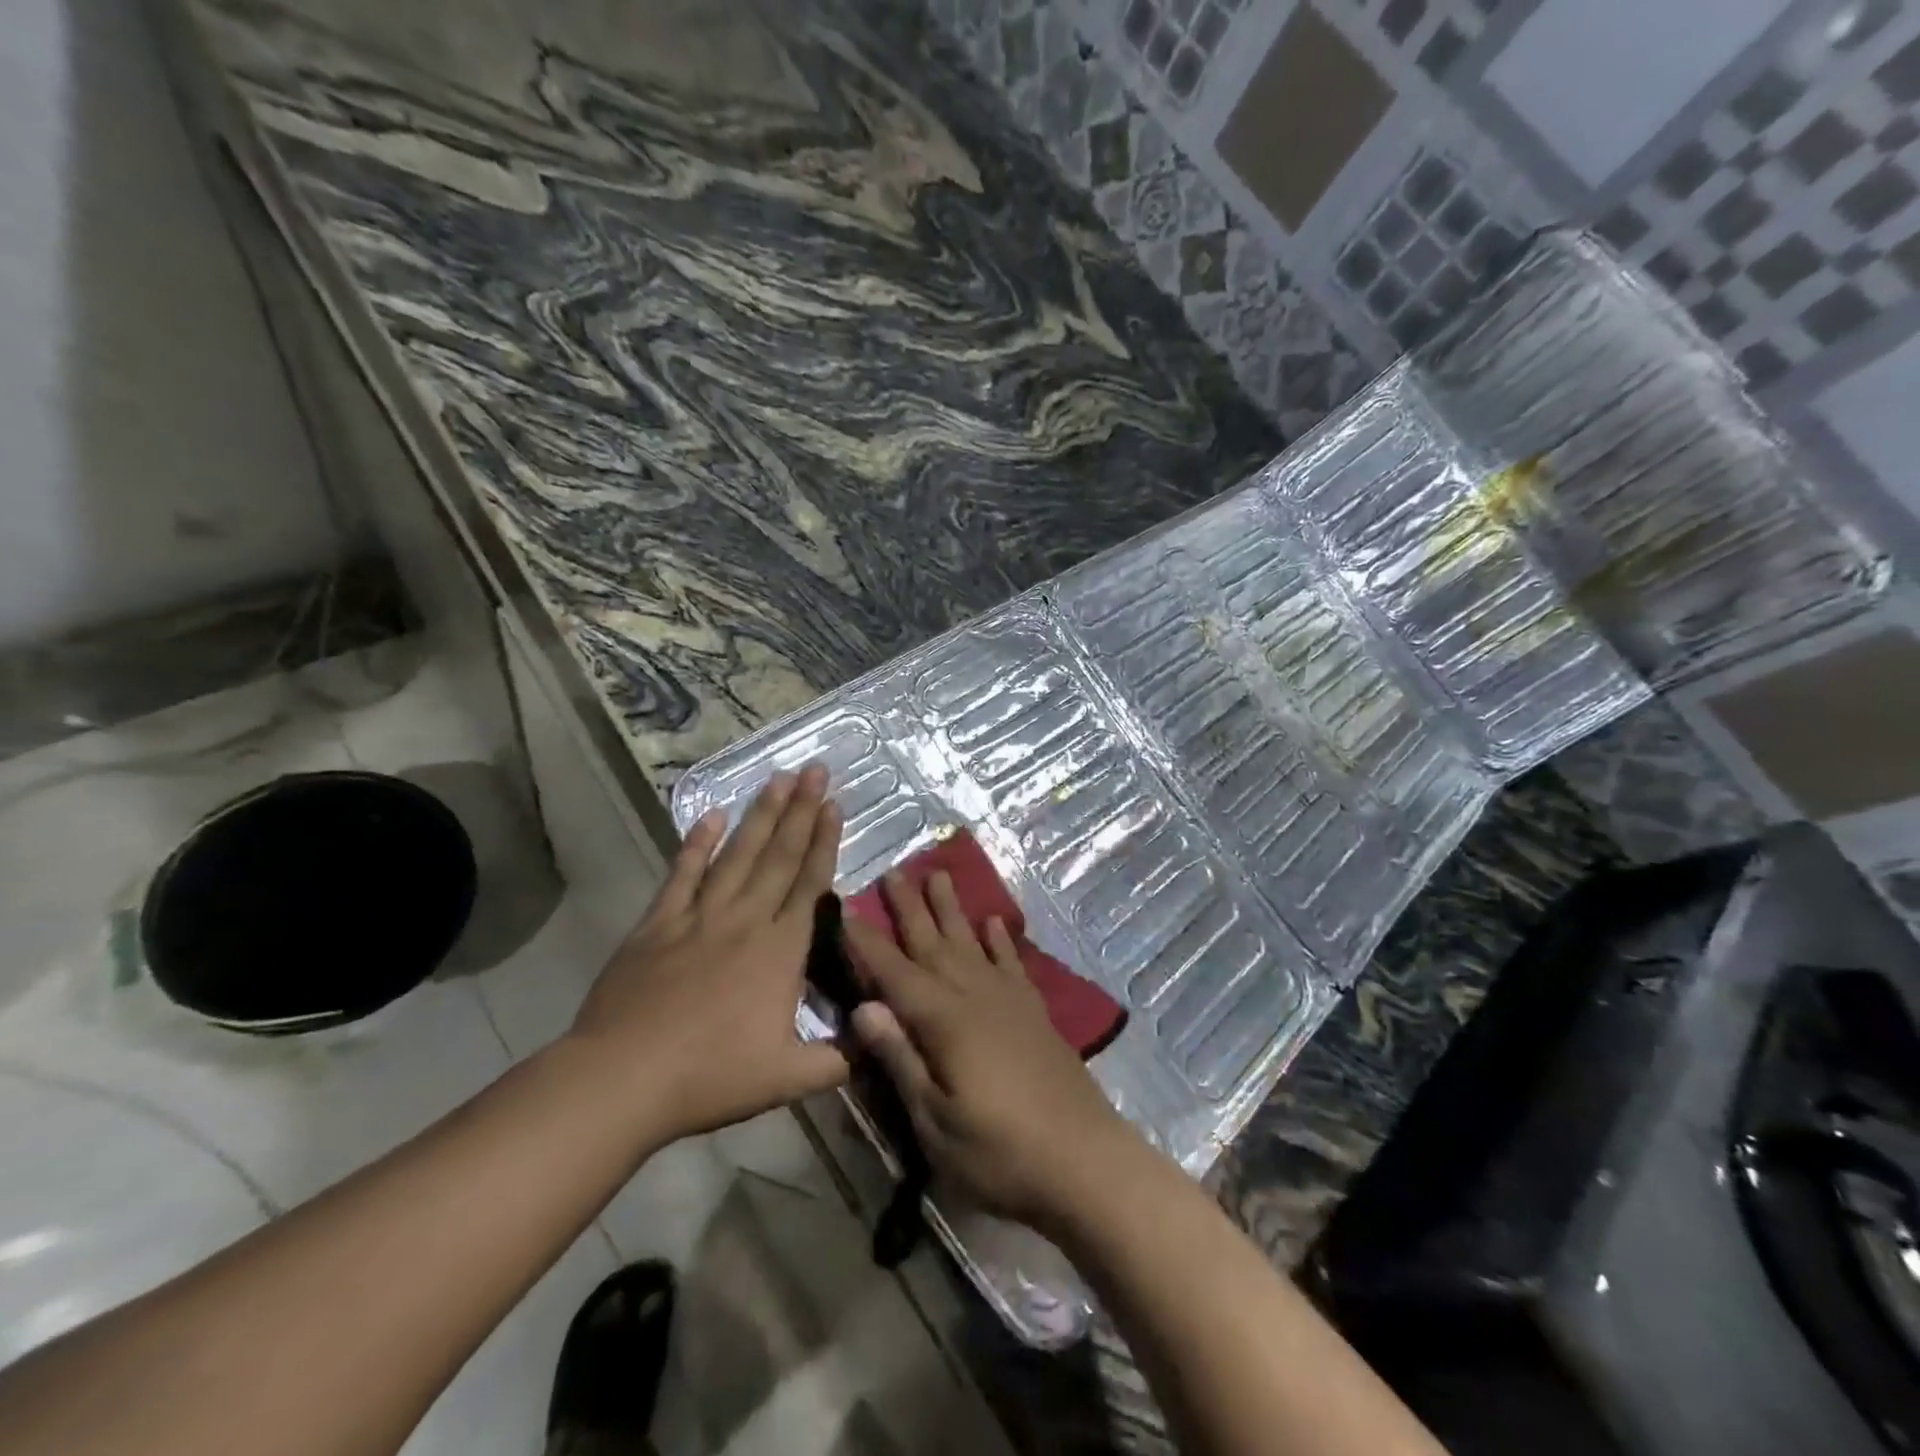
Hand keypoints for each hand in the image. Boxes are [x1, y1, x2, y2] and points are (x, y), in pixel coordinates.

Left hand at [566, 765, 849, 1145]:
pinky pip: (682, 875)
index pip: (810, 883)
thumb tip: (878, 1043)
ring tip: (778, 778)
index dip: (825, 840)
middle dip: (801, 810)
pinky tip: (711, 815)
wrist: (623, 1078)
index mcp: (781, 951)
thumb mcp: (788, 1078)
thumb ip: (838, 1058)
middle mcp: (745, 920)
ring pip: (737, 855)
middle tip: (815, 769)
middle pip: (779, 856)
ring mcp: (699, 917)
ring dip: (760, 815)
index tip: (834, 803)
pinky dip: (696, 844)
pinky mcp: (658, 924)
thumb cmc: (711, 1077)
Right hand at [844, 870, 1140, 1232]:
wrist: (1086, 1161)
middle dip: (910, 908)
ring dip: (952, 909)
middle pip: (934, 943)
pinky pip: (1011, 962)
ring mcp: (1009, 1000)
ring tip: (939, 875)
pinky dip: (1000, 939)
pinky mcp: (1034, 1012)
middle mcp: (975, 996)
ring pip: (971, 942)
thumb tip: (862, 1007)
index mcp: (944, 1021)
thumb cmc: (1000, 1153)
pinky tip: (993, 922)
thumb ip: (901, 1060)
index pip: (894, 972)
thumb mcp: (936, 1122)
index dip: (867, 942)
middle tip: (894, 871)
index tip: (844, 907)